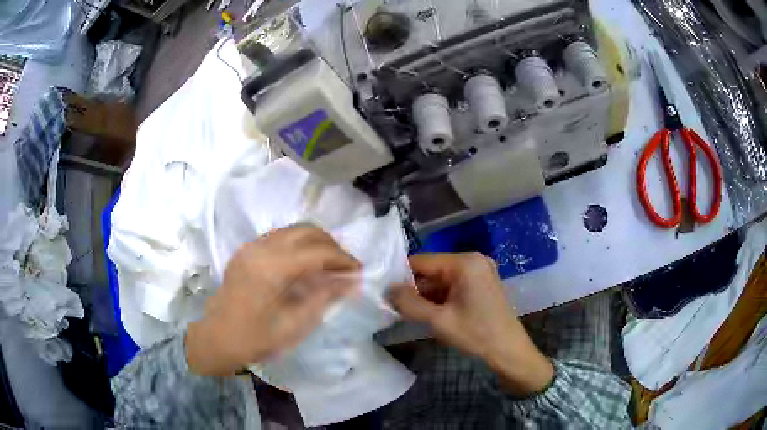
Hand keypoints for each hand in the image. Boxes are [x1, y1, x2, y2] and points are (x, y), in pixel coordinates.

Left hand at [186, 226, 359, 376]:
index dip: (343, 259)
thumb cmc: (255, 338)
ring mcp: (251, 247)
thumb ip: (323, 298)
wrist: (216, 338)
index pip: (318, 251)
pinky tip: (304, 263)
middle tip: (346, 266)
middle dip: (332, 245)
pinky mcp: (246, 251)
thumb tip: (349, 281)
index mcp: (272, 268)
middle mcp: (261, 248)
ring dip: (315, 242)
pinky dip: (298, 244)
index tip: (359, 271)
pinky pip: (279, 237)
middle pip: (307, 231)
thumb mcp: (294, 325)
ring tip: (329, 263)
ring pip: (293, 230)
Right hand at [388, 253, 553, 395]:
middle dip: (414, 289)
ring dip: (426, 296)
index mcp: (464, 262)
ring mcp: (480, 272)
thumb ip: (409, 303)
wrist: (510, 352)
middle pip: (432, 270)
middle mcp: (473, 260)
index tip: (386, 294)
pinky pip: (453, 286)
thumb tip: (387, 289)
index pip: (422, 261)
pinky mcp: (482, 284)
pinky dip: (440, 299)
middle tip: (396, 308)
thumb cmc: (476, 335)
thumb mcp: (439, 321)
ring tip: (410, 314)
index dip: (401, 277)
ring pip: (441, 279)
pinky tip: (431, 314)